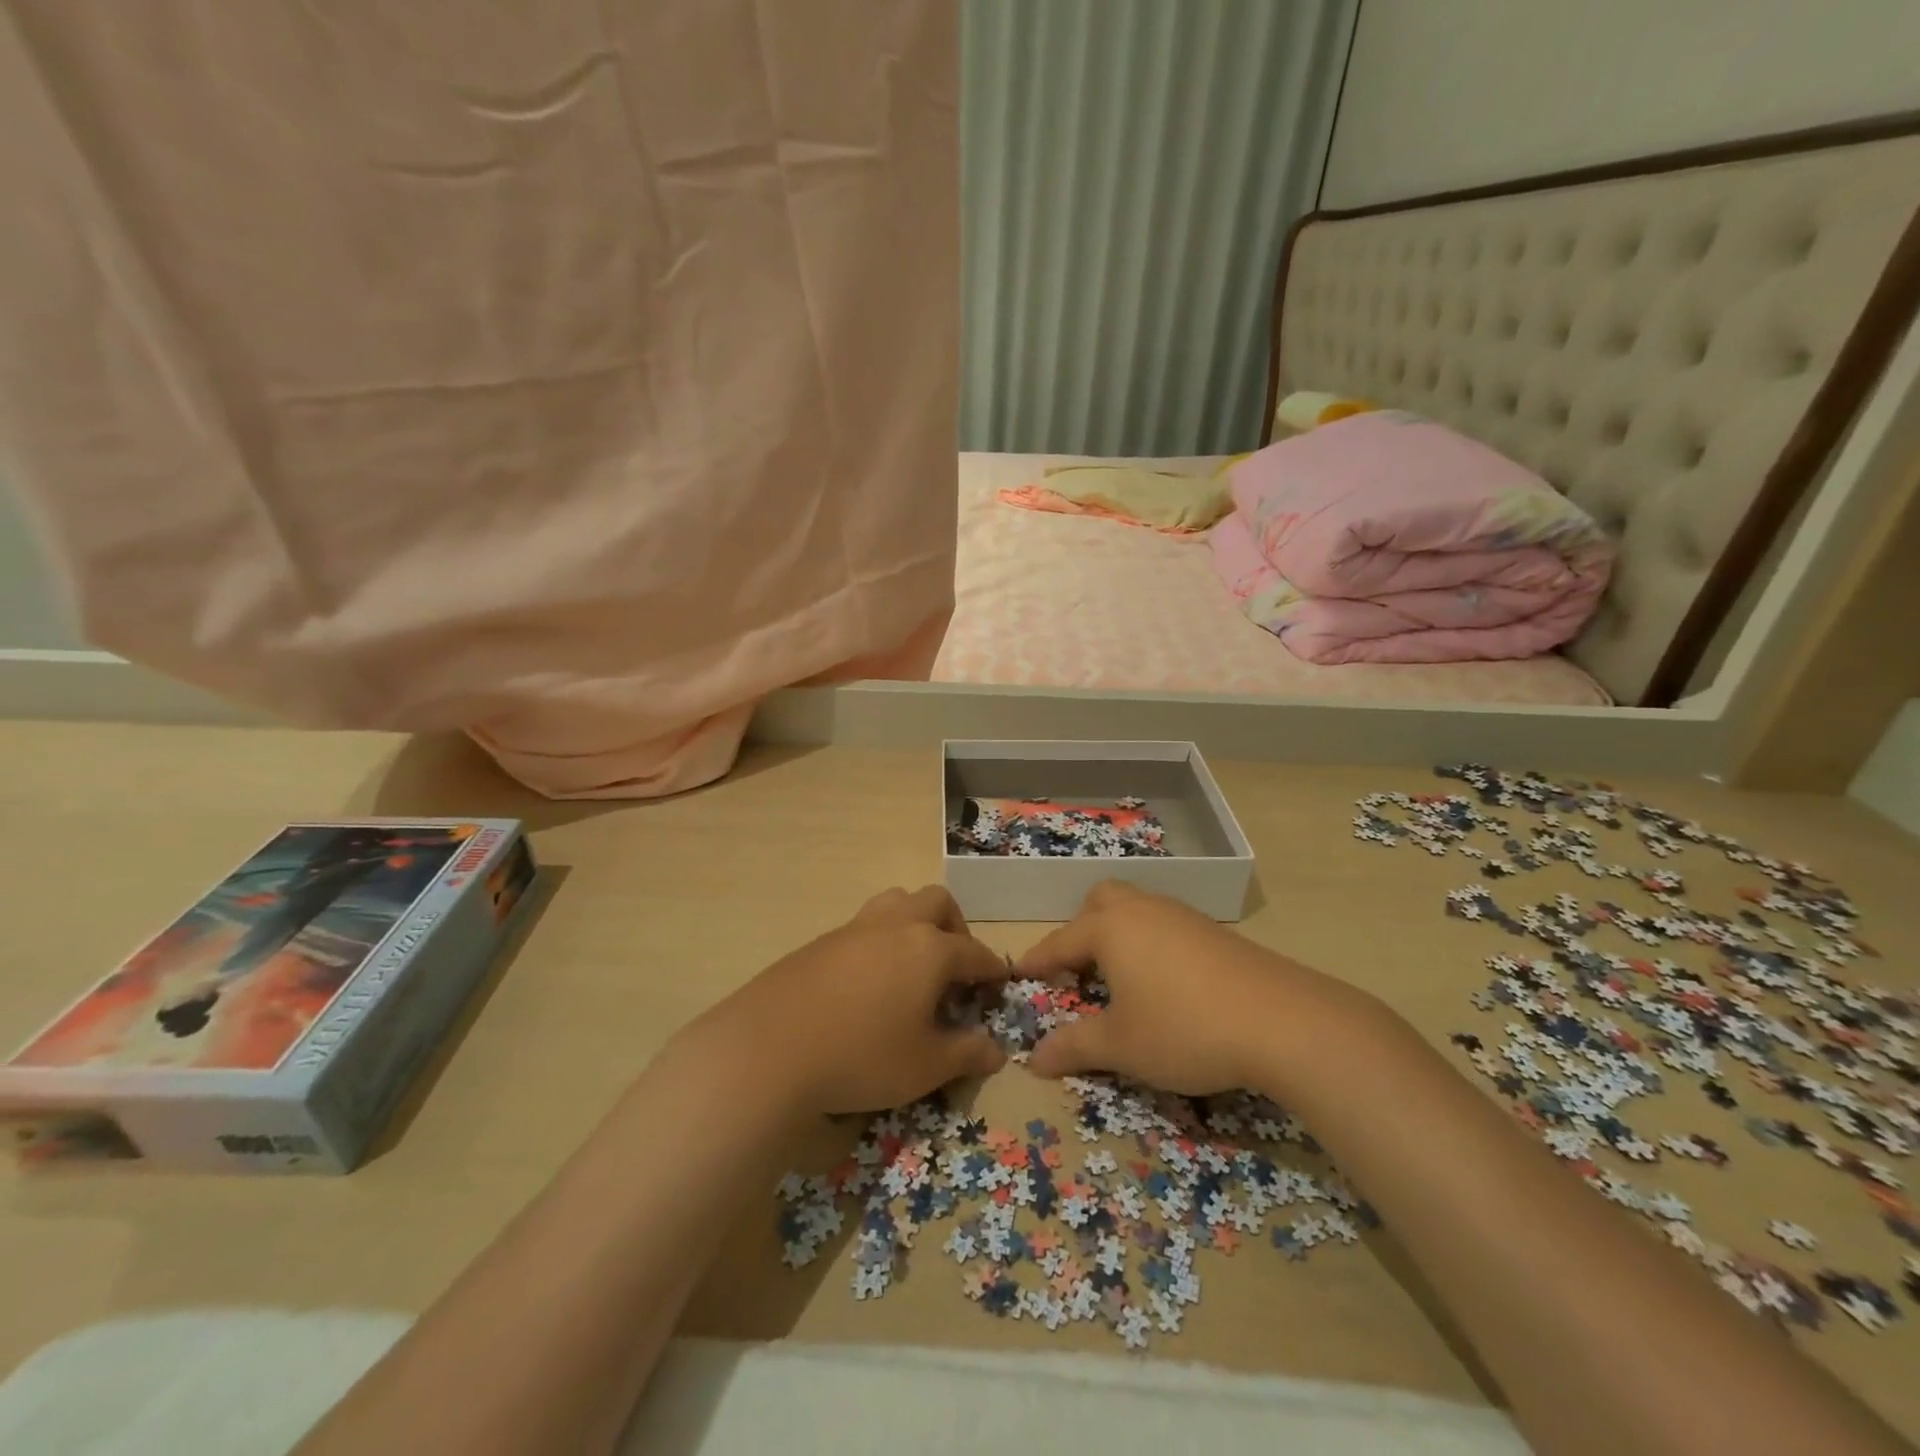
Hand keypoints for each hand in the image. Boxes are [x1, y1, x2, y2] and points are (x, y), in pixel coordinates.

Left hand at [686, 886, 1008, 1116]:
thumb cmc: (862, 1056)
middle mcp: (896, 925)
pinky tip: (869, 983)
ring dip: (914, 923)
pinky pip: (864, 927)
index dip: (992, 970)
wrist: (769, 1048)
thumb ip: (966, 1054)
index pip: (974, 952)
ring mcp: (855, 928)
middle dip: (956, 928)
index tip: (999, 985)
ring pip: (896, 902)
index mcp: (930, 948)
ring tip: (912, 966)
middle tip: (954, 968)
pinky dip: (880, 943)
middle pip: (937, 902)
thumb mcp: (925, 1066)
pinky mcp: (821, 941)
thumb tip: (996, 1050)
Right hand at [1021, 881, 1342, 1094]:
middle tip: (1079, 969)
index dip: (1037, 961)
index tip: (1020, 975)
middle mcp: (1142, 910)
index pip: (1060, 942)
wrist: (1281, 1021)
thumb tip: (1033, 1059)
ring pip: (1137, 908)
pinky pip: (1166, 925)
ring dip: (1118, 934)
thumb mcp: (1121, 1046)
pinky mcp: (1214, 932)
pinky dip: (1151, 943)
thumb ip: (1073, 1048)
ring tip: (1120, 977)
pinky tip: (1165, 982)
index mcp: (1110, 929)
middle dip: (1081, 930)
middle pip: (1100, 902)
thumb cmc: (1184, 1029)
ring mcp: (1182, 916)